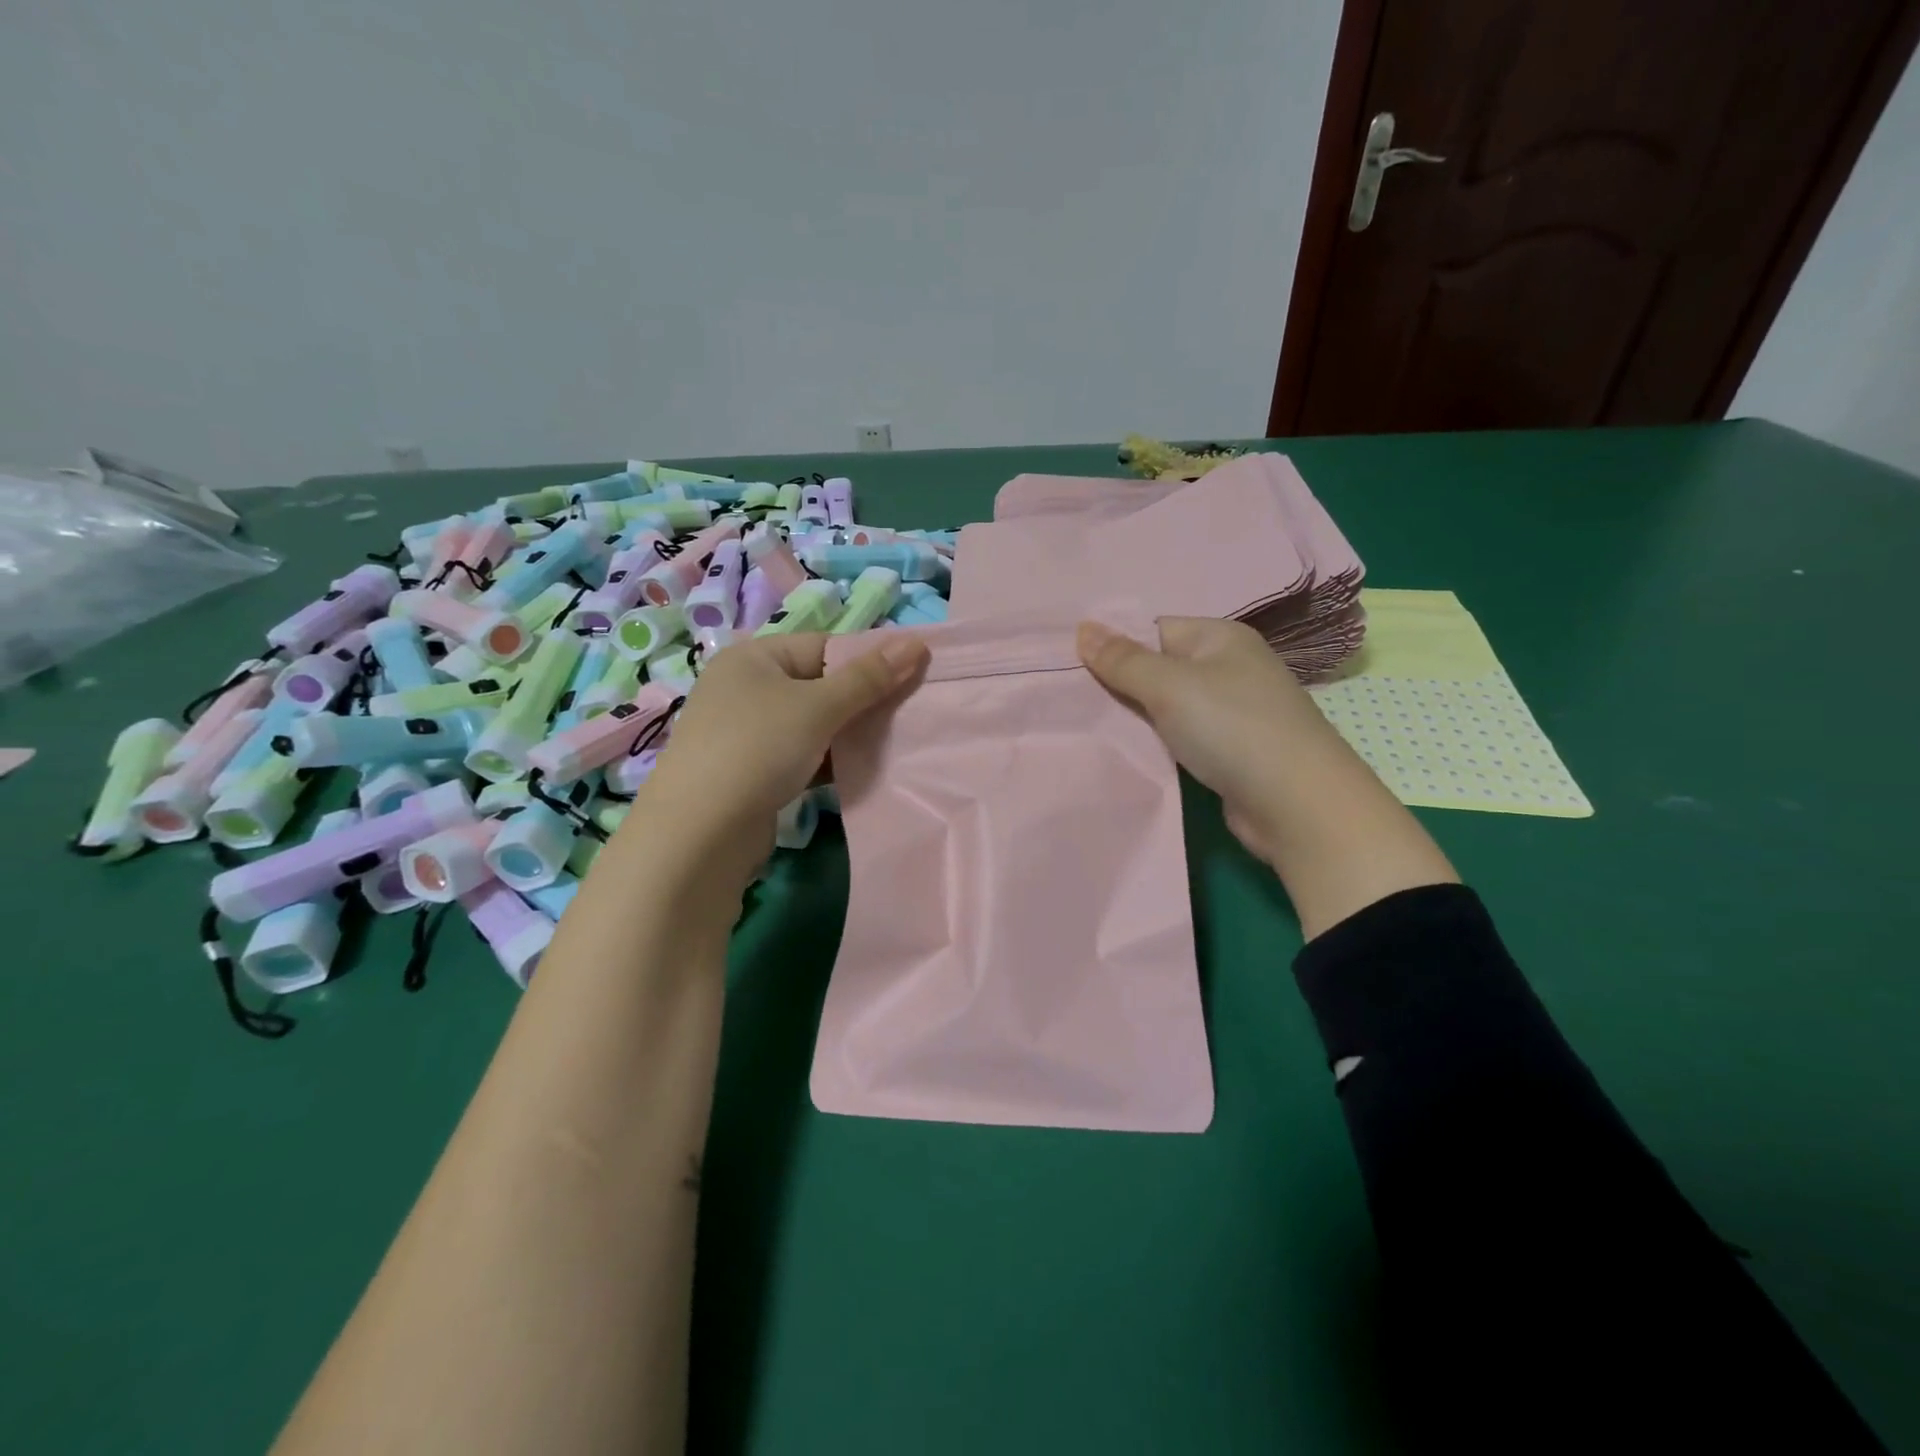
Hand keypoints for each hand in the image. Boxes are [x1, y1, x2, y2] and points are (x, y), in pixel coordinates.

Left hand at [637, 630, 928, 886]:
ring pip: (812, 723)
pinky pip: (799, 753)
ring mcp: (745, 732)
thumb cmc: (759, 749)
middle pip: (819, 684)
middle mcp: (745, 688)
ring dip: (846, 733)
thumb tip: (916, 643)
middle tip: (905, 714)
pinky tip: (856, 770)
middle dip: (861, 700)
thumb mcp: (819, 706)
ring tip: (888, 743)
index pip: (824, 646)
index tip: (910, 679)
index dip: (867, 660)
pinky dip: (826, 760)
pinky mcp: (750, 770)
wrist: (700, 833)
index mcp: (753, 657)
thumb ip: (869, 677)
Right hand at [1076, 616, 1336, 864]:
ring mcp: (1231, 711)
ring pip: (1166, 705)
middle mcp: (1228, 667)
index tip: (1070, 667)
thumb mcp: (1169, 686)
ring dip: (1134, 716)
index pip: (1153, 628)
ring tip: (1088, 725)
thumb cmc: (1232, 728)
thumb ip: (1123, 660)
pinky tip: (1126, 750)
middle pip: (1158, 666)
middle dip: (1118, 683)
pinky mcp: (1228, 750)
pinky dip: (1155, 742)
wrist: (1297, 805)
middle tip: (1069, 699)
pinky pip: (1179, 735)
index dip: (1113, 645)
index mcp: (1220, 638)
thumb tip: (1083, 628)